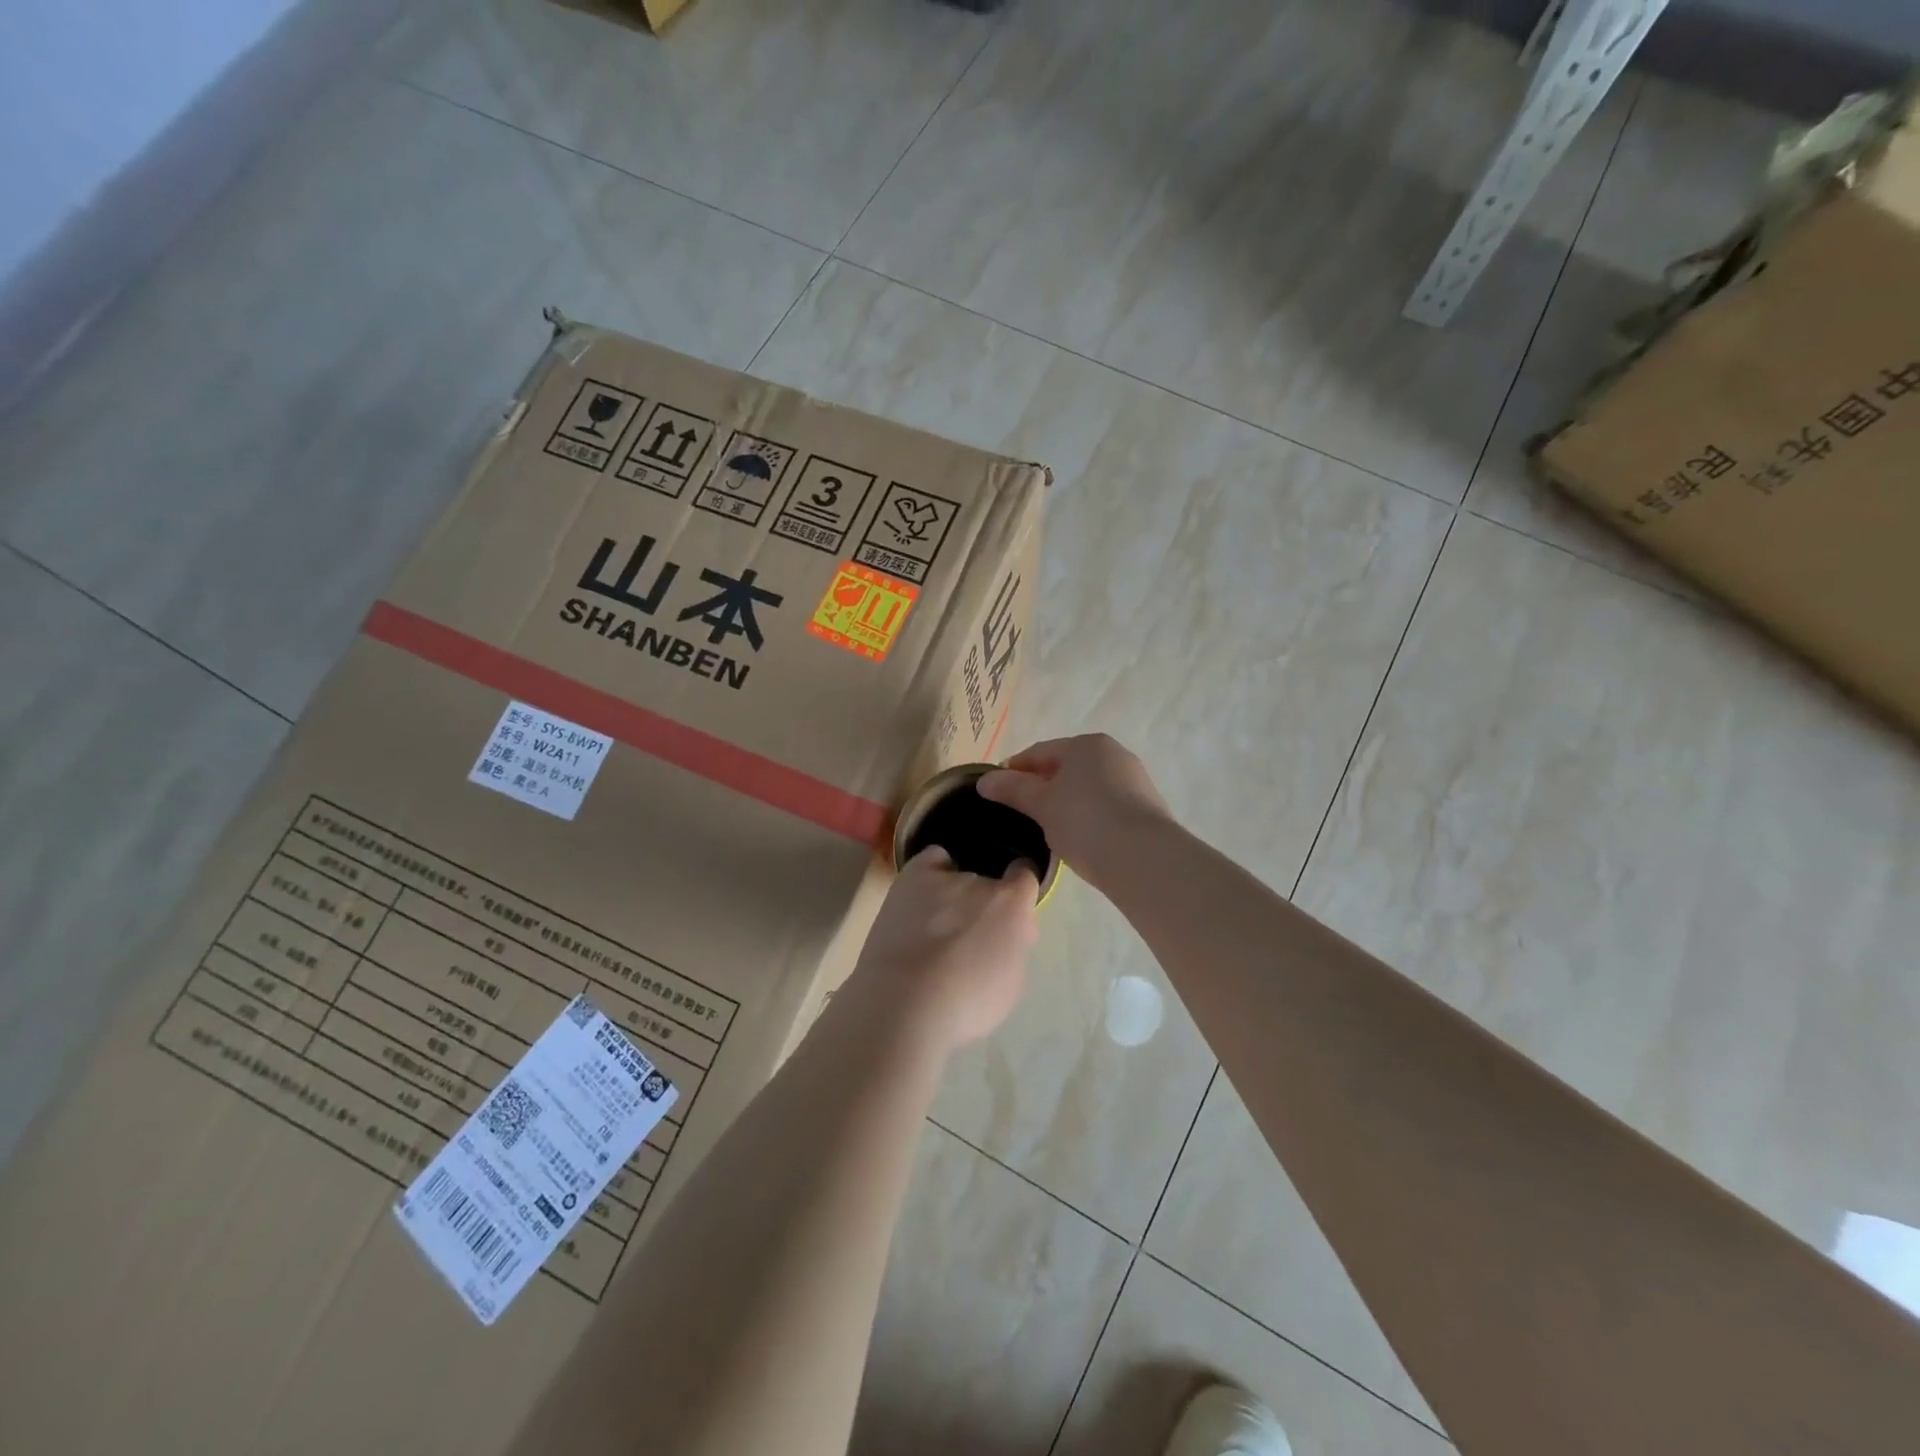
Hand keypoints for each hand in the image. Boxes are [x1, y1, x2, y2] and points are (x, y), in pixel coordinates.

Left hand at [845, 847, 1038, 1052]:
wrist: (906, 1004)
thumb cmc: (966, 1006)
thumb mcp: (1011, 983)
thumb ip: (1014, 947)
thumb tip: (1010, 932)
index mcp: (1012, 905)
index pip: (1025, 875)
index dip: (1019, 892)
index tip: (1010, 914)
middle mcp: (981, 882)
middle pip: (988, 883)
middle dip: (983, 905)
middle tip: (967, 938)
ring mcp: (944, 877)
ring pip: (957, 876)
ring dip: (953, 896)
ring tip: (933, 927)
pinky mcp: (912, 877)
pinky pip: (931, 860)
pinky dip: (931, 871)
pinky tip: (923, 895)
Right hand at [977, 735, 1170, 889]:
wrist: (1144, 858)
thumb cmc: (1085, 821)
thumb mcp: (1041, 805)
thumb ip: (1013, 789)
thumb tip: (984, 781)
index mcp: (1085, 744)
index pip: (1039, 752)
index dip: (1014, 770)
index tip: (996, 792)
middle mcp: (1113, 753)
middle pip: (1065, 767)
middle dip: (1041, 786)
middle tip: (1021, 812)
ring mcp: (1133, 780)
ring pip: (1087, 787)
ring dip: (1065, 801)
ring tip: (1047, 828)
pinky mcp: (1146, 807)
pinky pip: (1105, 805)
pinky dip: (1087, 815)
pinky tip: (1079, 837)